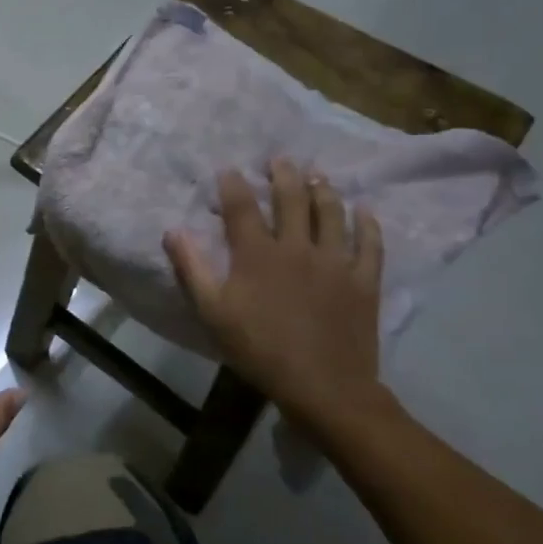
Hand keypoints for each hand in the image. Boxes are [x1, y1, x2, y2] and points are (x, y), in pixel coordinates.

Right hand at [163, 159, 385, 431]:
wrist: (322, 385)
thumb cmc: (258, 348)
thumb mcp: (212, 312)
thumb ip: (192, 268)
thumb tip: (173, 231)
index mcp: (257, 254)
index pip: (242, 208)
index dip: (234, 185)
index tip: (229, 169)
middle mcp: (297, 247)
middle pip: (291, 200)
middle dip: (284, 175)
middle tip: (281, 158)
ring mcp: (335, 262)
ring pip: (331, 214)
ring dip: (323, 190)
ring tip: (318, 175)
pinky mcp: (364, 280)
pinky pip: (369, 244)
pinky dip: (367, 224)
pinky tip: (364, 210)